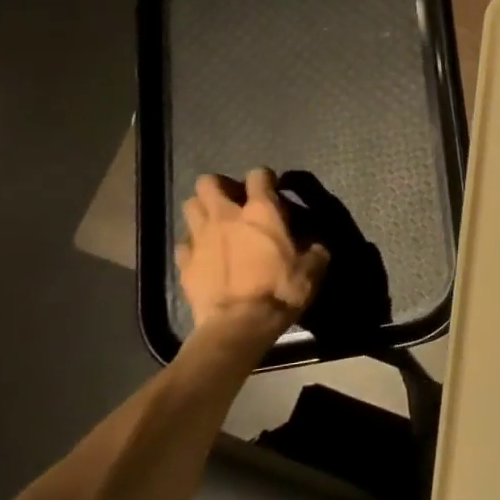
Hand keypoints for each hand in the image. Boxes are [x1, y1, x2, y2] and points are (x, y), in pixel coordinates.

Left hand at [175, 170, 329, 339]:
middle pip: (209, 183)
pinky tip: (204, 255)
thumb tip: (316, 245)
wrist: (239, 325)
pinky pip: (183, 243)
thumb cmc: (280, 290)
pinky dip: (192, 244)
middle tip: (234, 203)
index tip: (271, 190)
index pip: (258, 174)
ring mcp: (200, 238)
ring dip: (202, 210)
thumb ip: (315, 250)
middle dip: (220, 187)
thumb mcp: (313, 269)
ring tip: (215, 224)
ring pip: (190, 206)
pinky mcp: (184, 263)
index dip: (265, 179)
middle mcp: (226, 216)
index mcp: (261, 211)